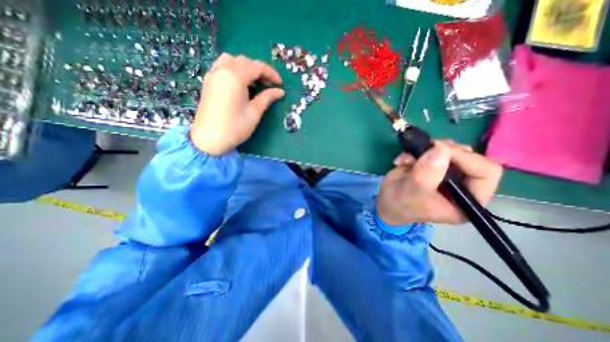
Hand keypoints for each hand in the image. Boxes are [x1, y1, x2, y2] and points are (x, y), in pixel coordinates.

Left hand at [190, 53, 284, 154]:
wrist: (208, 139)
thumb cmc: (234, 128)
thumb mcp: (254, 113)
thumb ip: (267, 98)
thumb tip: (280, 91)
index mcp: (235, 77)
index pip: (257, 67)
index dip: (271, 73)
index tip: (280, 84)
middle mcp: (222, 70)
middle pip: (245, 61)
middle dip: (260, 70)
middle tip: (270, 85)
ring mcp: (213, 74)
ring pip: (233, 60)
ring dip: (247, 67)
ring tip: (255, 82)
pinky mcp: (208, 81)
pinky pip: (222, 66)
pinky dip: (234, 69)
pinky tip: (240, 82)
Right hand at [379, 140, 501, 225]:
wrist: (386, 202)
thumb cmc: (401, 204)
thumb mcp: (413, 191)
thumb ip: (427, 172)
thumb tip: (441, 148)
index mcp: (467, 199)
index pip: (485, 172)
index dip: (466, 158)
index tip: (439, 150)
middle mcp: (462, 184)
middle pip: (469, 156)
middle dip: (444, 150)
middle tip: (425, 149)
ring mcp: (447, 173)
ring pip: (449, 150)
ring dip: (427, 149)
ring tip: (409, 158)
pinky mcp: (433, 165)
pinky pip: (431, 149)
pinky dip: (415, 151)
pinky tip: (403, 161)